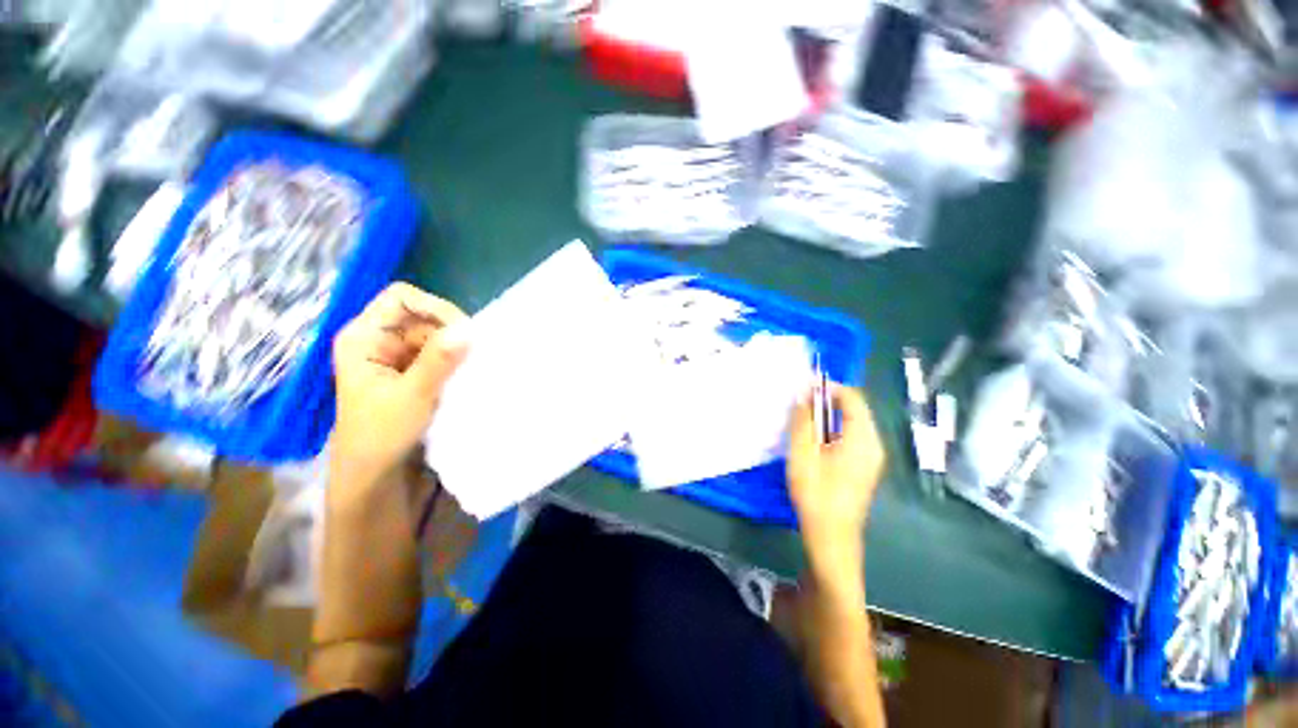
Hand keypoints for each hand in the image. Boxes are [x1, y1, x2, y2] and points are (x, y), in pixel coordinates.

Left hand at [331, 283, 468, 485]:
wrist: (374, 473)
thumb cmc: (381, 434)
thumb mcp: (412, 395)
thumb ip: (439, 360)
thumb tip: (470, 329)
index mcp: (364, 337)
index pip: (401, 298)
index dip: (434, 307)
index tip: (463, 332)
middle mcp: (379, 339)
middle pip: (423, 316)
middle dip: (450, 333)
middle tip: (472, 356)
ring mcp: (396, 355)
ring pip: (435, 335)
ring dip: (455, 349)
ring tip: (470, 370)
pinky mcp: (411, 370)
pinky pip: (438, 353)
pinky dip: (454, 361)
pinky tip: (464, 375)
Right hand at [787, 385, 885, 553]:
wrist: (832, 537)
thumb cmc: (816, 494)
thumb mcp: (802, 454)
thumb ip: (803, 420)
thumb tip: (804, 393)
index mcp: (863, 438)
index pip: (852, 397)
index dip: (829, 387)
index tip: (803, 386)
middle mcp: (874, 443)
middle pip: (855, 408)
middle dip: (827, 399)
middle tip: (799, 402)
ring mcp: (872, 456)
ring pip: (852, 421)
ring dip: (828, 414)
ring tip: (802, 418)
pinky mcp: (865, 465)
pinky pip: (852, 435)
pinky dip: (833, 428)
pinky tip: (814, 438)